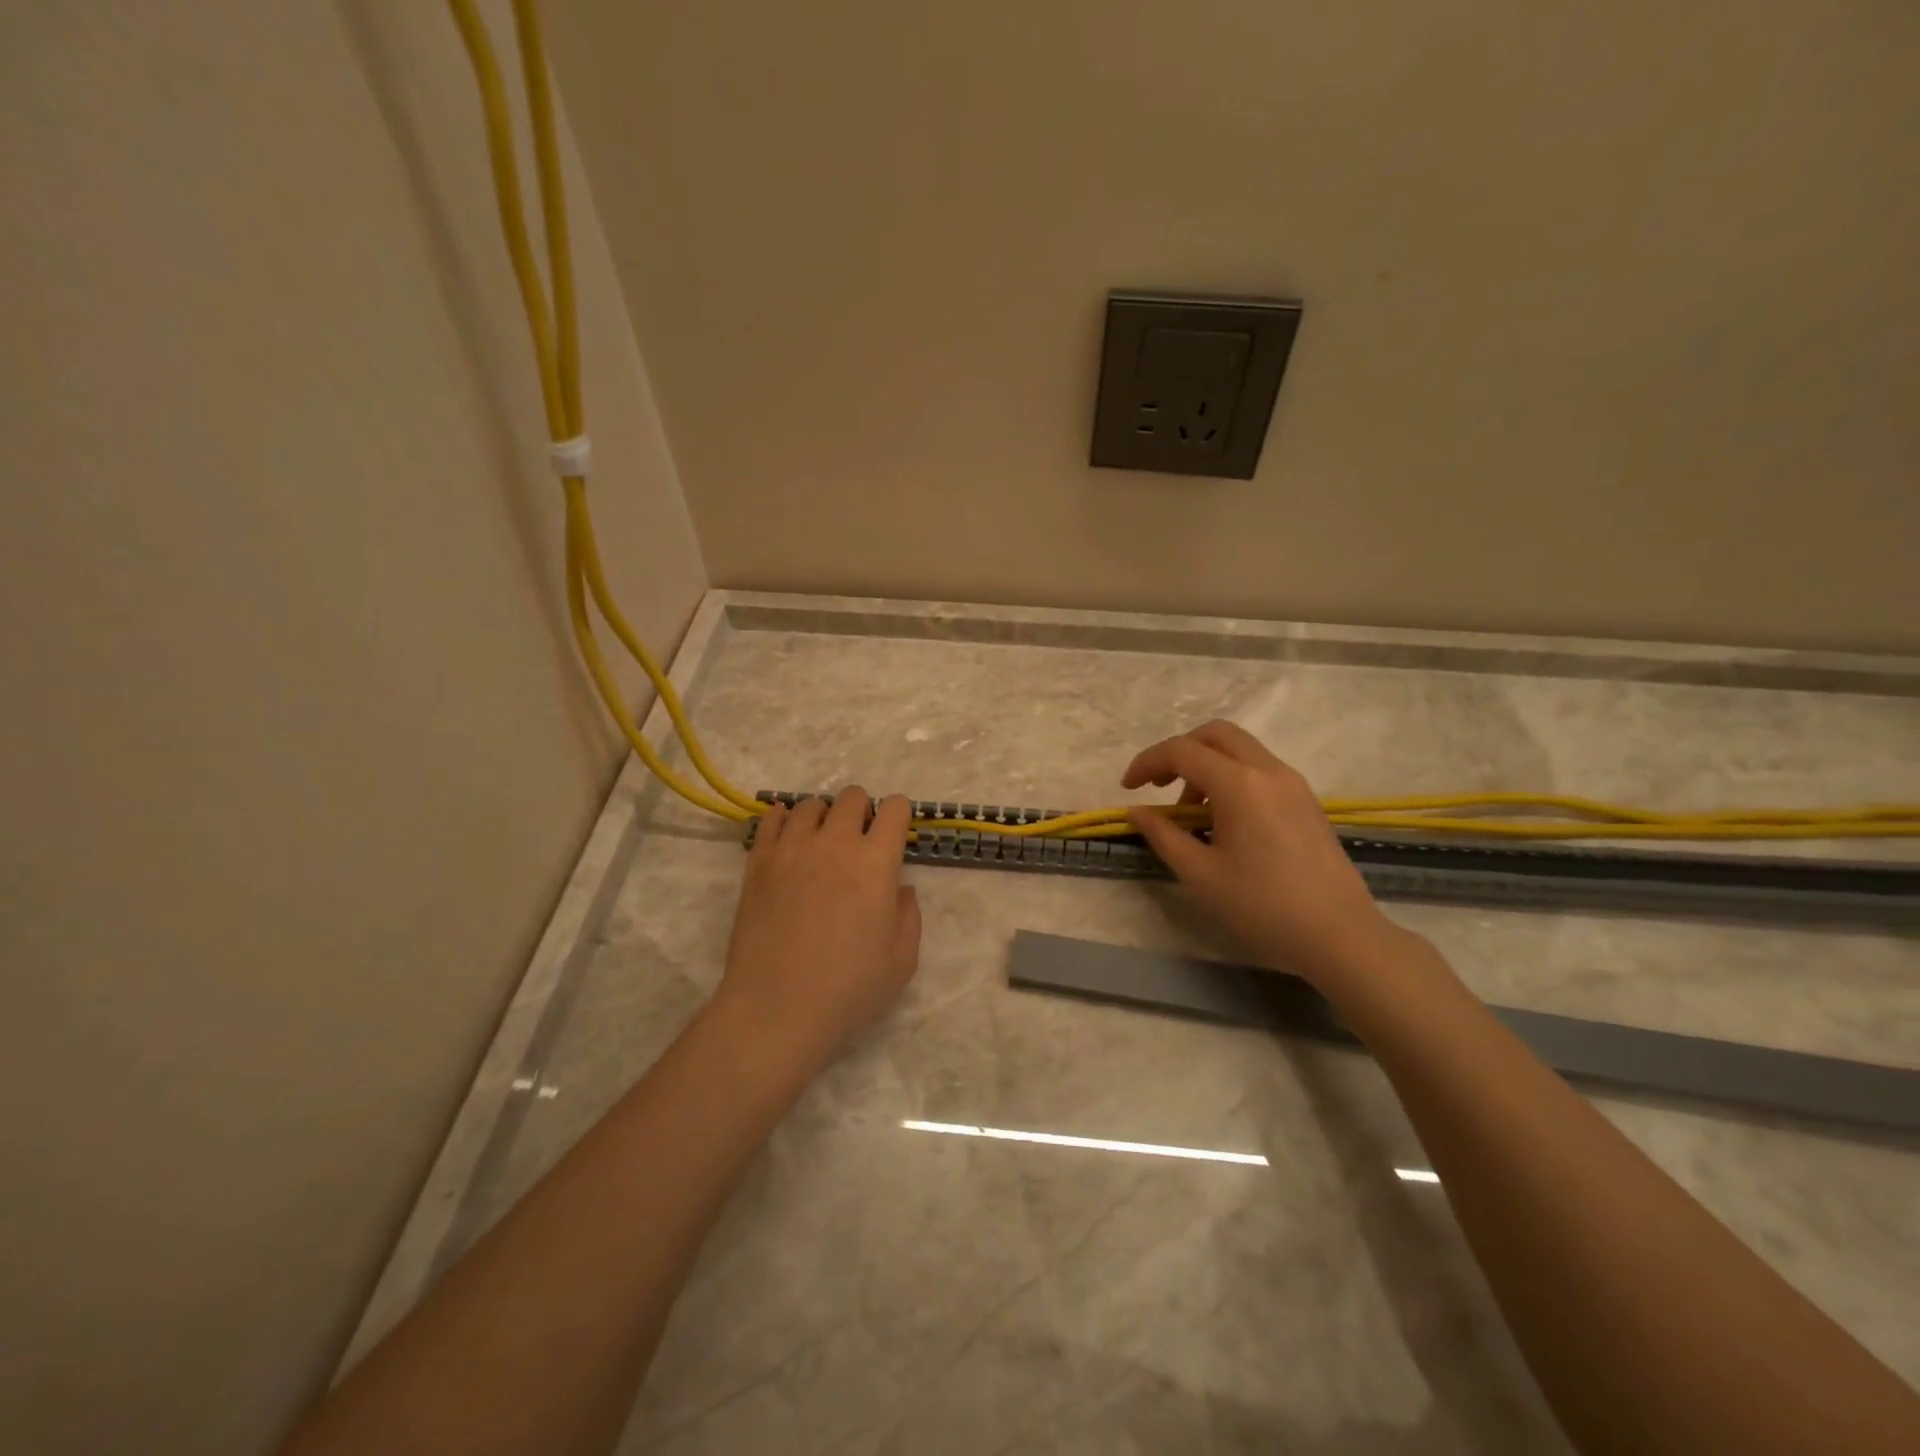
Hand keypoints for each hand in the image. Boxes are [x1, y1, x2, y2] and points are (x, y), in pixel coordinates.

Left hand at [717, 788, 921, 1066]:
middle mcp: (836, 843)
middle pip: (853, 796)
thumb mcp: (902, 959)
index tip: (895, 836)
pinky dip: (784, 821)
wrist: (776, 1008)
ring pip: (811, 804)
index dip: (900, 815)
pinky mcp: (758, 860)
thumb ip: (908, 914)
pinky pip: (772, 818)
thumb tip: (897, 887)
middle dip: (863, 811)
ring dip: (824, 817)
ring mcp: (793, 847)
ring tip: (820, 845)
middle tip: (859, 843)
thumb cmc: (848, 988)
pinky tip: (788, 841)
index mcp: (876, 862)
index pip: (896, 808)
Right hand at [1122, 721, 1398, 984]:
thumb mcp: (1200, 875)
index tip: (1127, 788)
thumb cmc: (1262, 907)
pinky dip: (1230, 777)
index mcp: (1239, 784)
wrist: (1340, 936)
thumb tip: (1138, 811)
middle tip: (1157, 785)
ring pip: (1239, 749)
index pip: (1181, 751)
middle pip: (1214, 734)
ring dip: (1205, 765)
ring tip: (1190, 813)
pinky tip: (1223, 819)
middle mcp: (1268, 770)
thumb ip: (1163, 835)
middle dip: (1178, 752)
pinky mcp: (1305, 800)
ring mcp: (1292, 783)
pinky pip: (1259, 769)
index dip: (1147, 762)